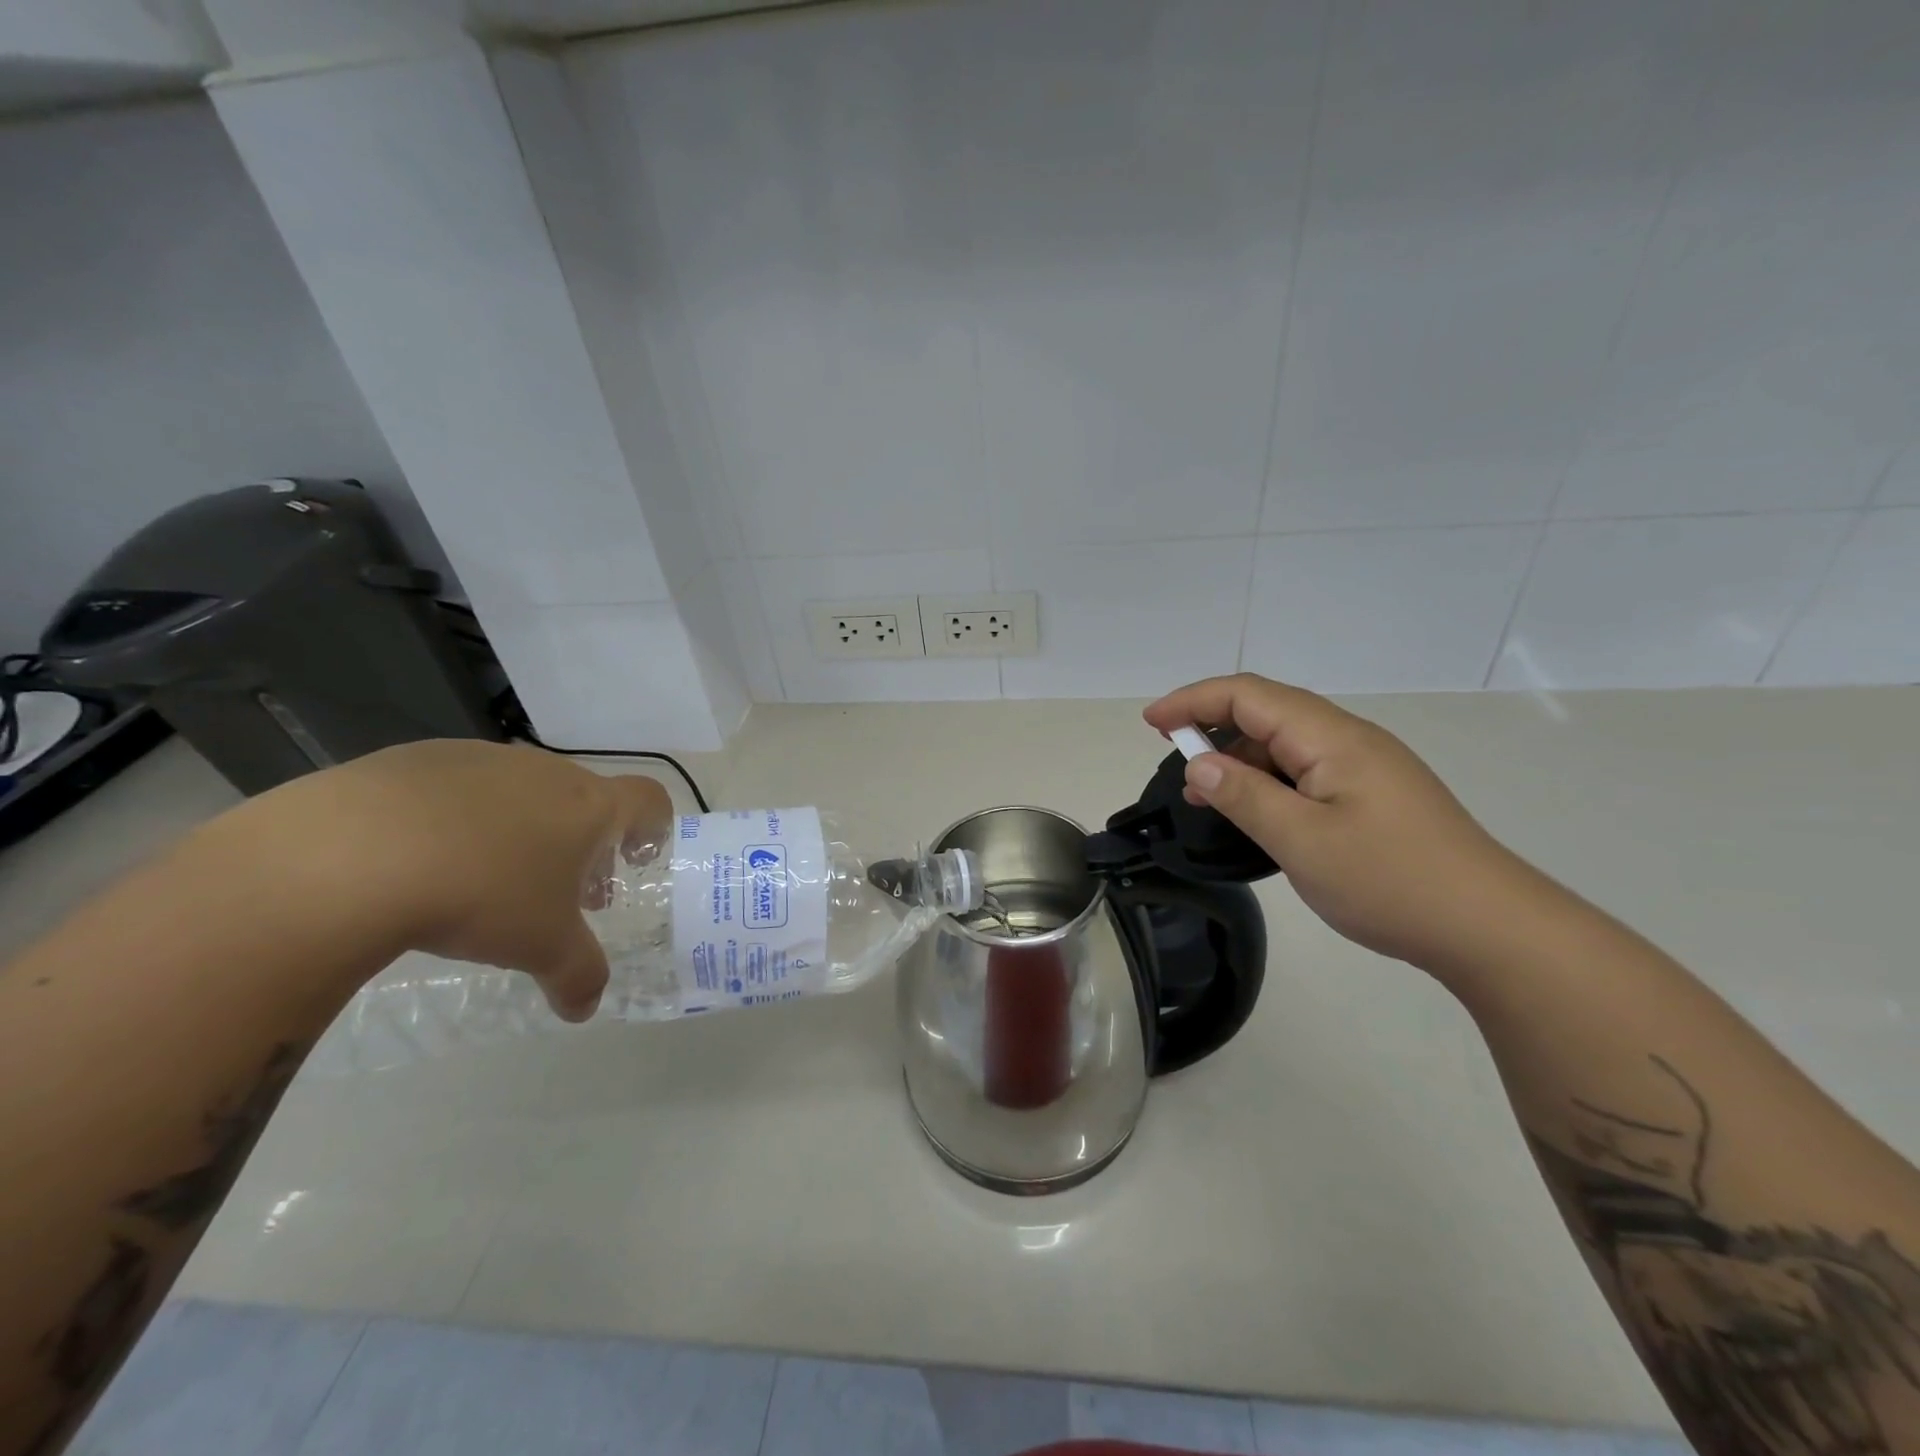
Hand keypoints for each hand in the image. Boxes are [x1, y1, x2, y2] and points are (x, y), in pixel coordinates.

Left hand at [256, 741, 671, 1019]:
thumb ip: (578, 975)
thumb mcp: (541, 948)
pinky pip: (457, 788)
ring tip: (483, 878)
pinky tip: (420, 858)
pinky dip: (457, 818)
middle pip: (582, 800)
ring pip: (521, 793)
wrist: (349, 855)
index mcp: (589, 806)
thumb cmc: (481, 896)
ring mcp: (480, 759)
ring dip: (520, 829)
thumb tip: (584, 1009)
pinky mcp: (415, 758)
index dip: (652, 826)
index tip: (635, 859)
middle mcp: (545, 772)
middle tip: (557, 891)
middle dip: (579, 844)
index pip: (648, 800)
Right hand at [1145, 674, 1530, 971]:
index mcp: (1332, 738)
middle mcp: (1349, 740)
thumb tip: (1199, 763)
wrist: (1490, 928)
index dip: (1193, 700)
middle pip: (1268, 712)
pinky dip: (1268, 782)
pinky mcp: (1374, 796)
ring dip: (1240, 760)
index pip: (1249, 695)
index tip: (1151, 722)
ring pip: (1287, 744)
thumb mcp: (1302, 840)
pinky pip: (1306, 772)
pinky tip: (1257, 814)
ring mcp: (1366, 768)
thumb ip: (1244, 795)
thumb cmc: (1391, 880)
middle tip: (1175, 764)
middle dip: (1213, 726)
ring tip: (1208, 798)